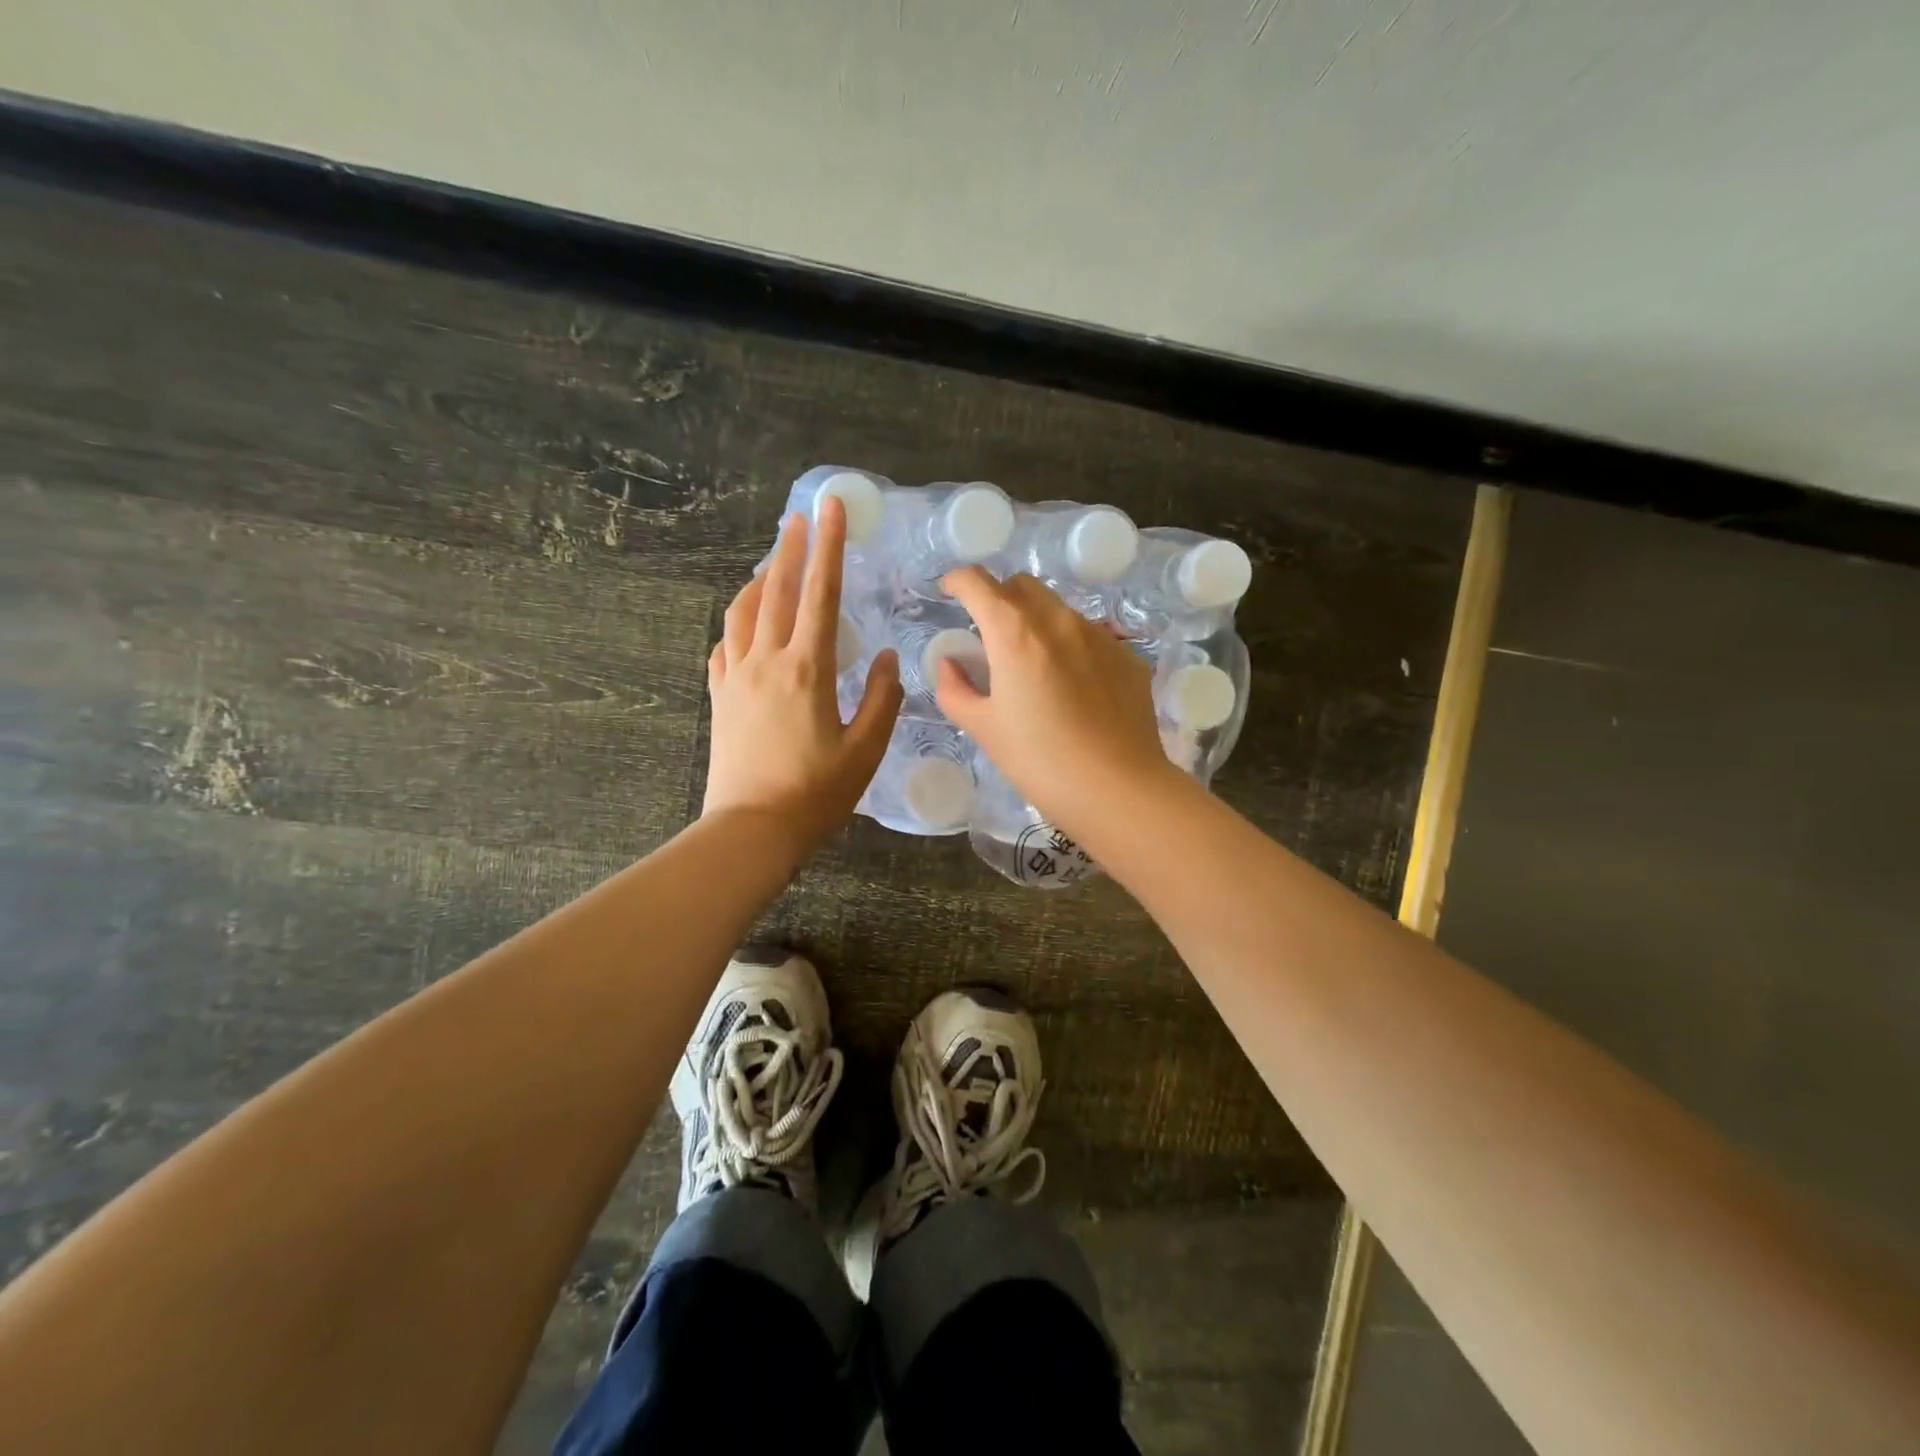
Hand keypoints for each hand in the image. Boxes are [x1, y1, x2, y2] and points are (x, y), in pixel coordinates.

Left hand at [703, 498, 901, 855]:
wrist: (751, 829)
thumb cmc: (815, 793)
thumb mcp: (866, 750)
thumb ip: (882, 698)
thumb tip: (885, 657)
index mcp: (807, 669)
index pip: (821, 593)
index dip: (829, 546)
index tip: (830, 507)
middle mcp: (766, 661)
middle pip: (777, 590)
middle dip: (791, 547)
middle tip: (800, 515)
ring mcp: (735, 677)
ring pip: (743, 612)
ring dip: (761, 580)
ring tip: (775, 563)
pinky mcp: (720, 697)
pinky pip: (724, 645)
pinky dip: (738, 623)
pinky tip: (746, 624)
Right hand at [935, 568, 1181, 836]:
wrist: (1117, 789)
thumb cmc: (1039, 760)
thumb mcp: (983, 729)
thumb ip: (955, 688)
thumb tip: (950, 663)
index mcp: (1015, 633)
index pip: (978, 583)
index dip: (958, 581)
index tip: (950, 592)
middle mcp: (1059, 621)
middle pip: (1022, 585)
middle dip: (999, 598)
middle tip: (990, 634)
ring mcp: (1099, 635)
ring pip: (1059, 609)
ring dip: (1037, 622)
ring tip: (1034, 666)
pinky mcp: (1127, 656)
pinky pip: (1090, 636)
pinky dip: (1070, 647)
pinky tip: (1073, 689)